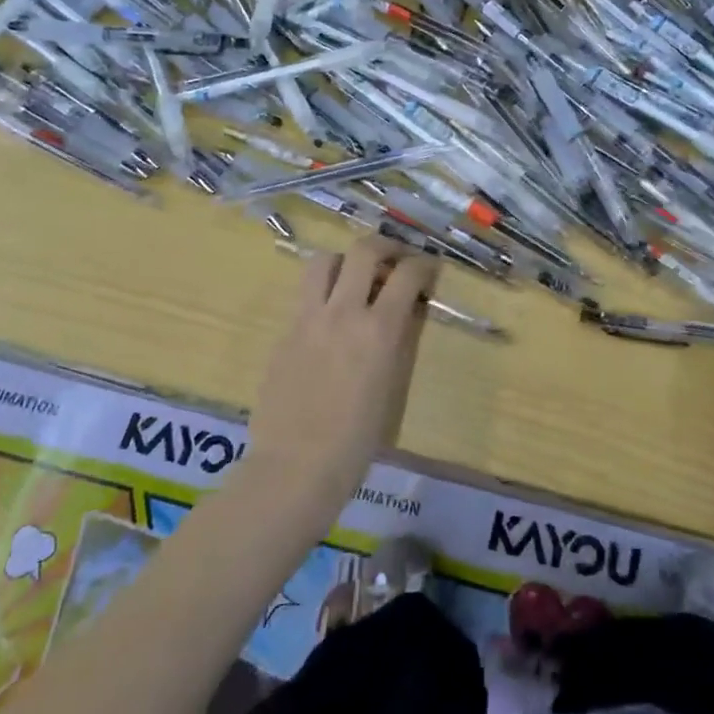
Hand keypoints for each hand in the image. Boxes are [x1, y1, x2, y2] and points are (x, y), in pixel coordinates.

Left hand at [247, 237, 438, 507]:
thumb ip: (394, 342)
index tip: (429, 269)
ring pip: (324, 261)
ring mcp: (308, 319)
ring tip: (354, 278)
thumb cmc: (356, 442)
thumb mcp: (390, 386)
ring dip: (344, 261)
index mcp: (379, 330)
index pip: (407, 274)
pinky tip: (329, 315)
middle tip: (394, 259)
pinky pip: (305, 295)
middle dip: (385, 246)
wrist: (295, 467)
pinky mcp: (284, 332)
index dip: (424, 264)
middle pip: (364, 250)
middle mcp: (344, 312)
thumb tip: (399, 315)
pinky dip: (322, 291)